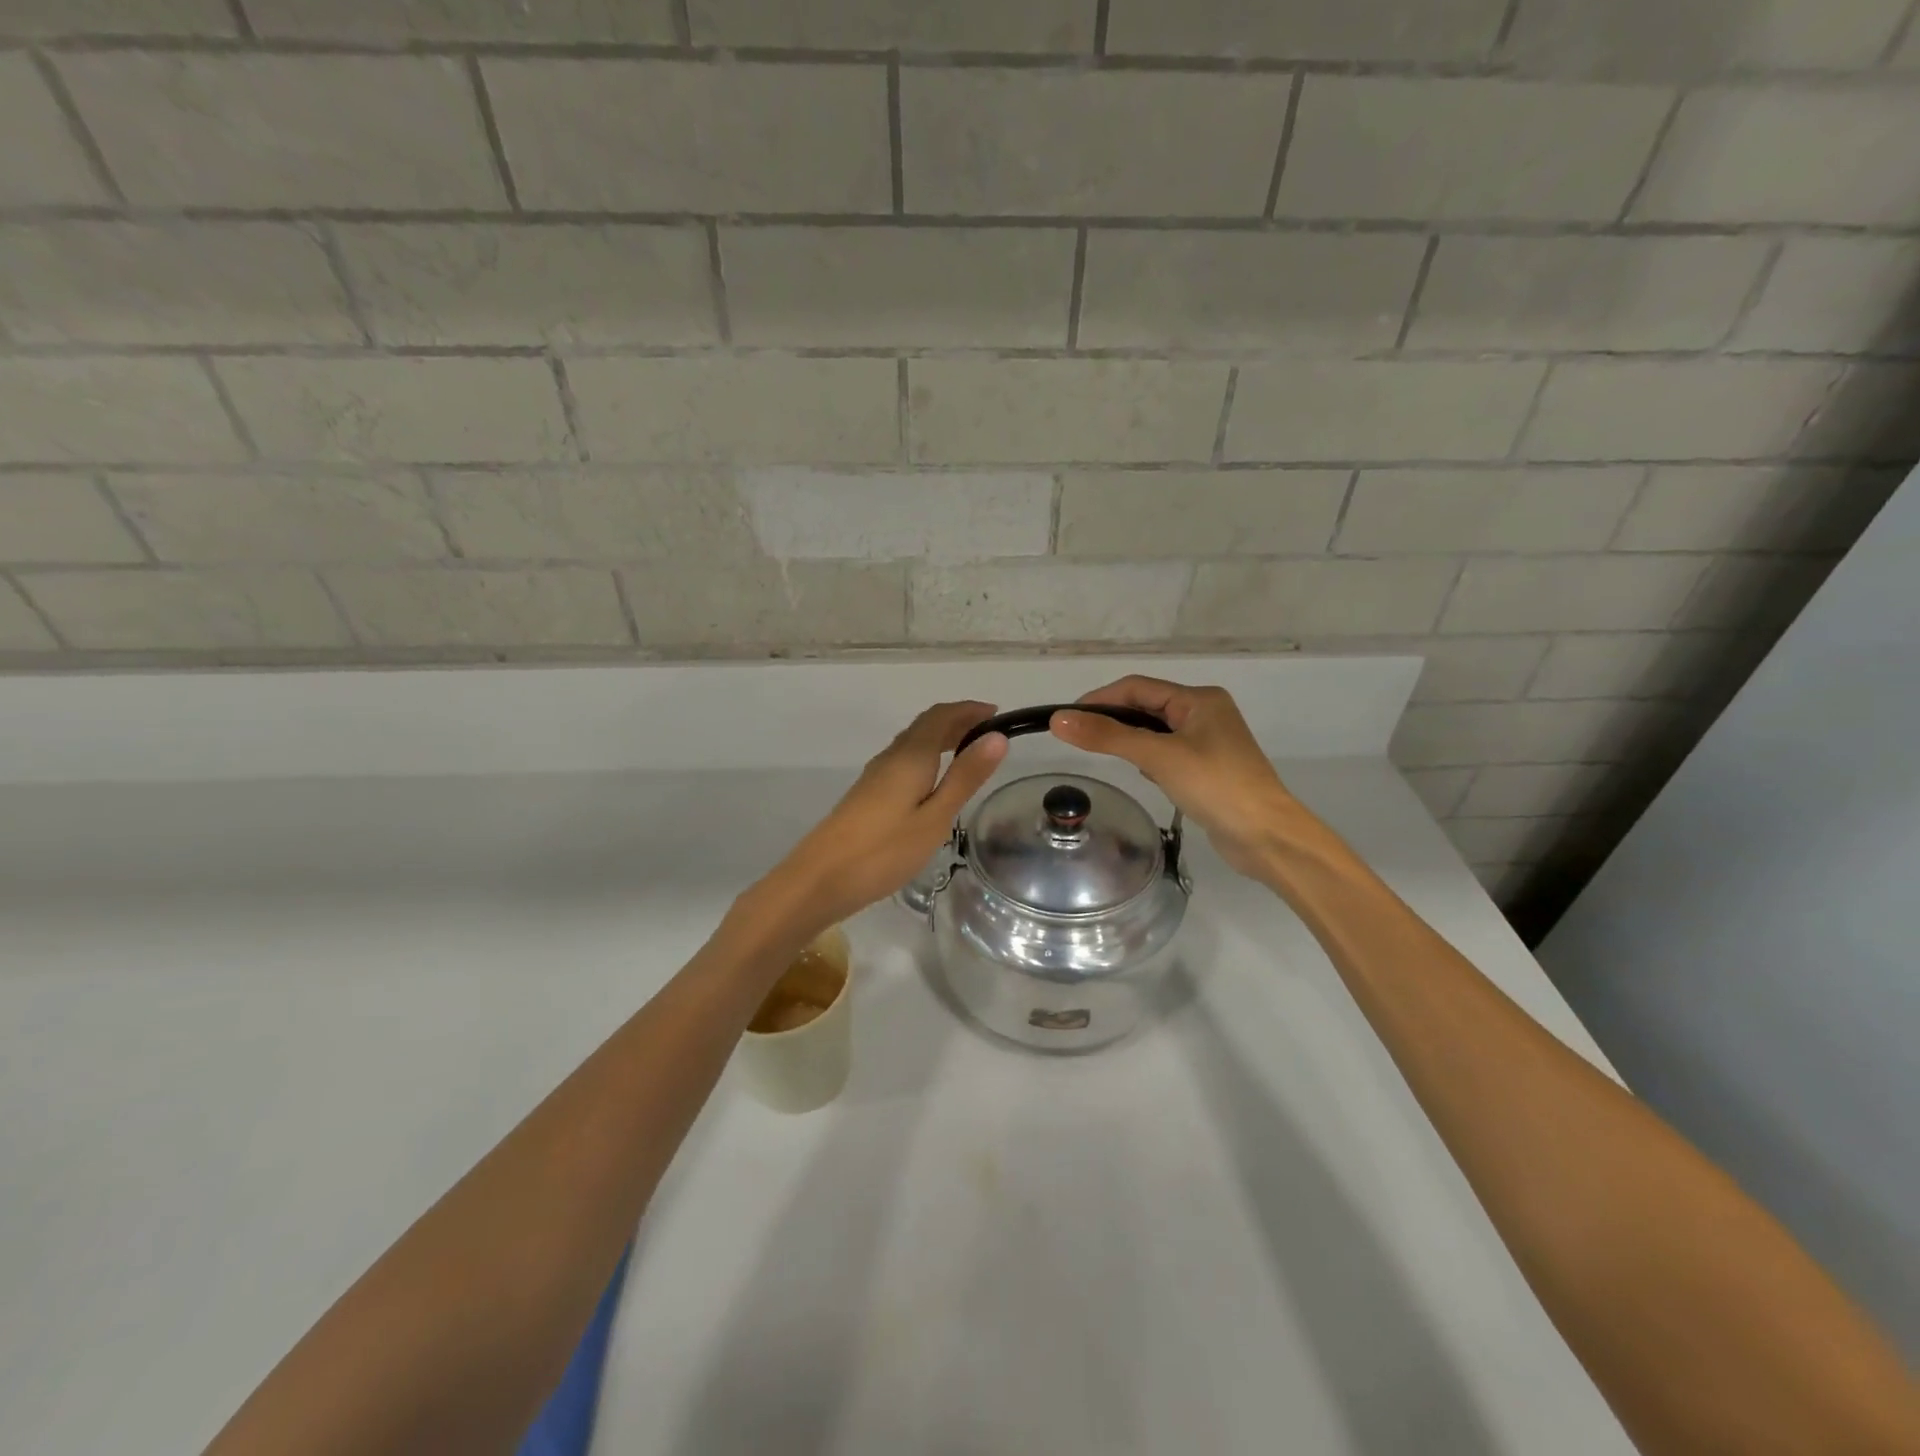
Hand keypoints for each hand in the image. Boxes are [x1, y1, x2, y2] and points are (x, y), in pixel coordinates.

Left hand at [767, 701, 1007, 929]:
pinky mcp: (868, 794)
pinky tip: (935, 780)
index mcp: (910, 756)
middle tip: (989, 731)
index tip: (997, 713)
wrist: (820, 878)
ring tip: (969, 751)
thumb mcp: (935, 817)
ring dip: (942, 738)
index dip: (969, 710)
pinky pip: (904, 760)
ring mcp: (876, 775)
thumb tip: (997, 737)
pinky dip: (927, 756)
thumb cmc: (884, 850)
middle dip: (957, 721)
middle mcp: (891, 757)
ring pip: (913, 742)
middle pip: (926, 725)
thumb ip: (965, 777)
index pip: (941, 717)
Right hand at [1050, 677, 1302, 880]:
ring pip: (1156, 733)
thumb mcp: (1157, 757)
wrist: (1266, 836)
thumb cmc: (1215, 785)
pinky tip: (1146, 777)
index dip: (1101, 698)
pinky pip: (1167, 754)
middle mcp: (1205, 714)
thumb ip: (1108, 736)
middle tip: (1081, 739)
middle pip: (1147, 707)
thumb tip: (1059, 719)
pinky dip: (1150, 760)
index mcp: (1199, 699)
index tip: (1068, 717)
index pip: (1138, 687)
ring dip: (1132, 741)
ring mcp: (1209, 743)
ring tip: (1109, 758)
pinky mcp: (1208, 769)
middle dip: (1115, 720)